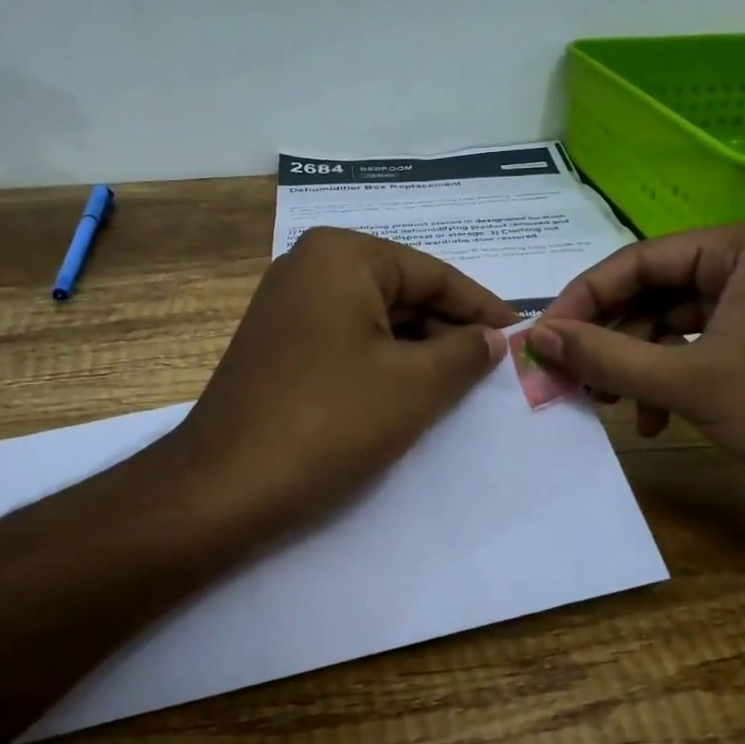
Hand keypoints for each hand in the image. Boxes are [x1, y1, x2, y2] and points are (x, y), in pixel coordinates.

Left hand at [168, 227, 514, 541]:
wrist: (223, 487)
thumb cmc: (329, 422)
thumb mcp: (416, 385)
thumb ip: (465, 352)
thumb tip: (493, 338)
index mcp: (342, 256)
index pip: (433, 275)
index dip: (482, 308)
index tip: (521, 336)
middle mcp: (309, 265)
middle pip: (403, 293)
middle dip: (449, 332)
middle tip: (494, 370)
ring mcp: (287, 305)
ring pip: (375, 320)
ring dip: (418, 352)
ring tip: (460, 387)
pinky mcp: (278, 344)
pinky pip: (346, 341)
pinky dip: (383, 364)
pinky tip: (411, 394)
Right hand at [528, 219, 744, 504]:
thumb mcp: (685, 381)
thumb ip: (604, 356)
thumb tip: (536, 337)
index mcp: (744, 244)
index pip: (639, 261)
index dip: (583, 300)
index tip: (542, 338)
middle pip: (653, 291)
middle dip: (610, 339)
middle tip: (568, 374)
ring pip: (670, 321)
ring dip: (635, 364)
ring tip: (604, 403)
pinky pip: (697, 342)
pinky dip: (668, 376)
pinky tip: (652, 419)